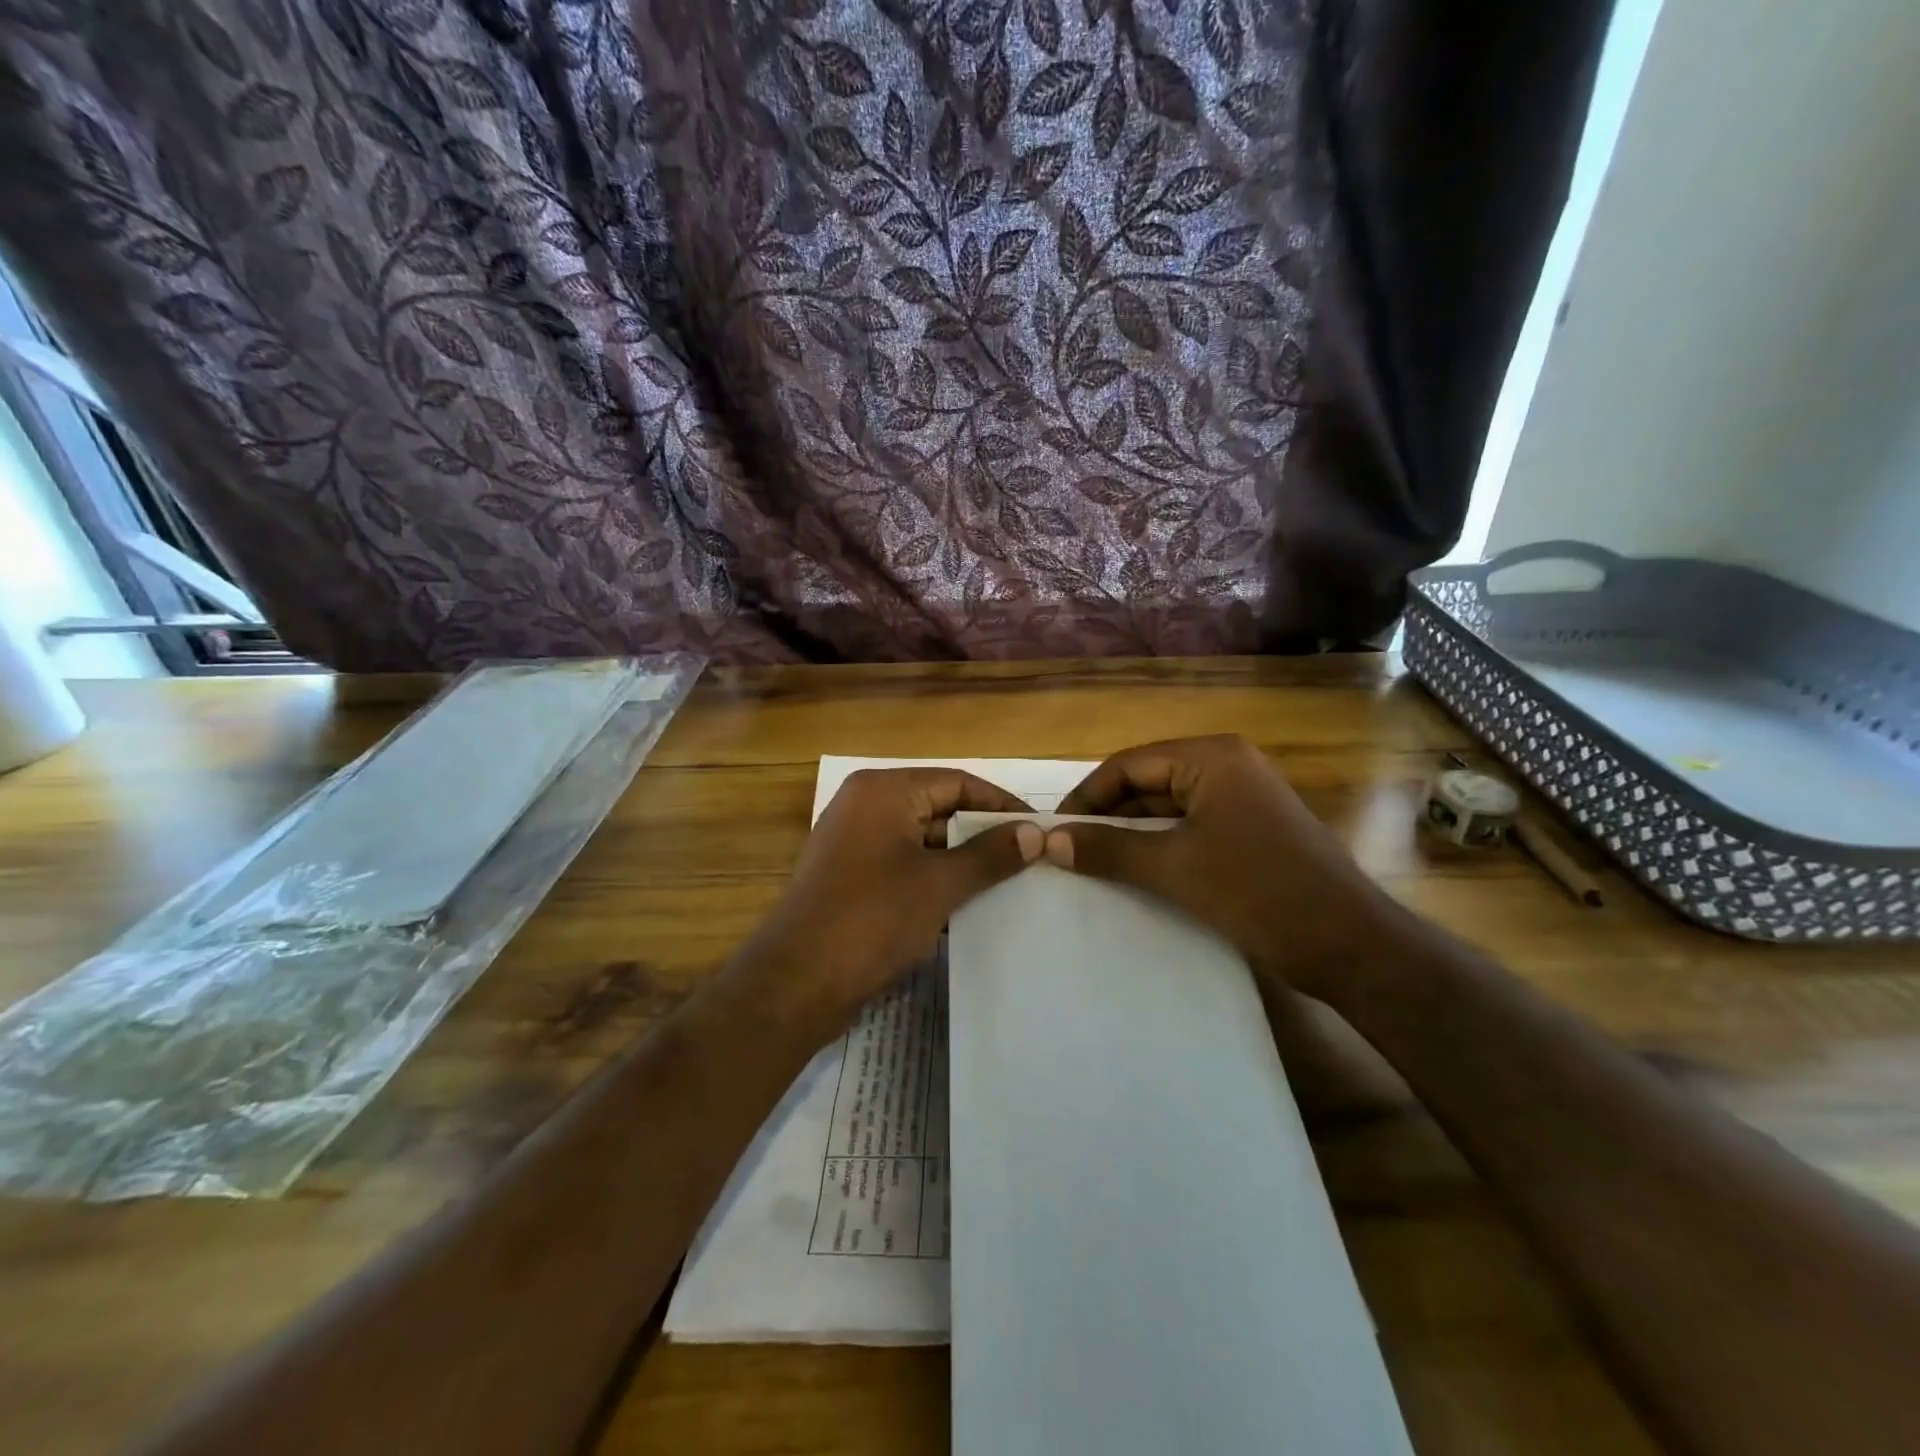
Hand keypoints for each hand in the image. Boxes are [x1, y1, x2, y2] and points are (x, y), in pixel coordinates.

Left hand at [729, 769, 1042, 1032]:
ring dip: (961, 861)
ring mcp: (854, 842)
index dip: (1002, 805)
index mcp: (883, 791)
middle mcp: (865, 805)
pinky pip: (904, 865)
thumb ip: (989, 855)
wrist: (795, 984)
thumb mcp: (939, 885)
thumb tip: (1035, 832)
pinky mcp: (850, 876)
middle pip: (940, 808)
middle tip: (1030, 860)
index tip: (1041, 829)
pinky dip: (934, 880)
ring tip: (1008, 885)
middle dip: (983, 835)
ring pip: (923, 840)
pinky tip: (966, 906)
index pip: (958, 782)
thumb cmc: (871, 920)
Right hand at [1047, 736, 1403, 1001]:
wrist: (1350, 944)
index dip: (1087, 796)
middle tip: (1070, 851)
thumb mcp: (1174, 868)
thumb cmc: (1258, 892)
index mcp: (1211, 758)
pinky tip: (1136, 873)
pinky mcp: (1251, 831)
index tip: (1055, 830)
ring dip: (1132, 834)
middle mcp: (1228, 766)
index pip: (1129, 765)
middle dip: (1108, 816)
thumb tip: (1050, 841)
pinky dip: (1161, 847)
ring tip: (1094, 864)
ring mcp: (1243, 799)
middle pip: (1148, 782)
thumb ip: (1109, 849)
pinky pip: (1191, 828)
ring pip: (1168, 808)